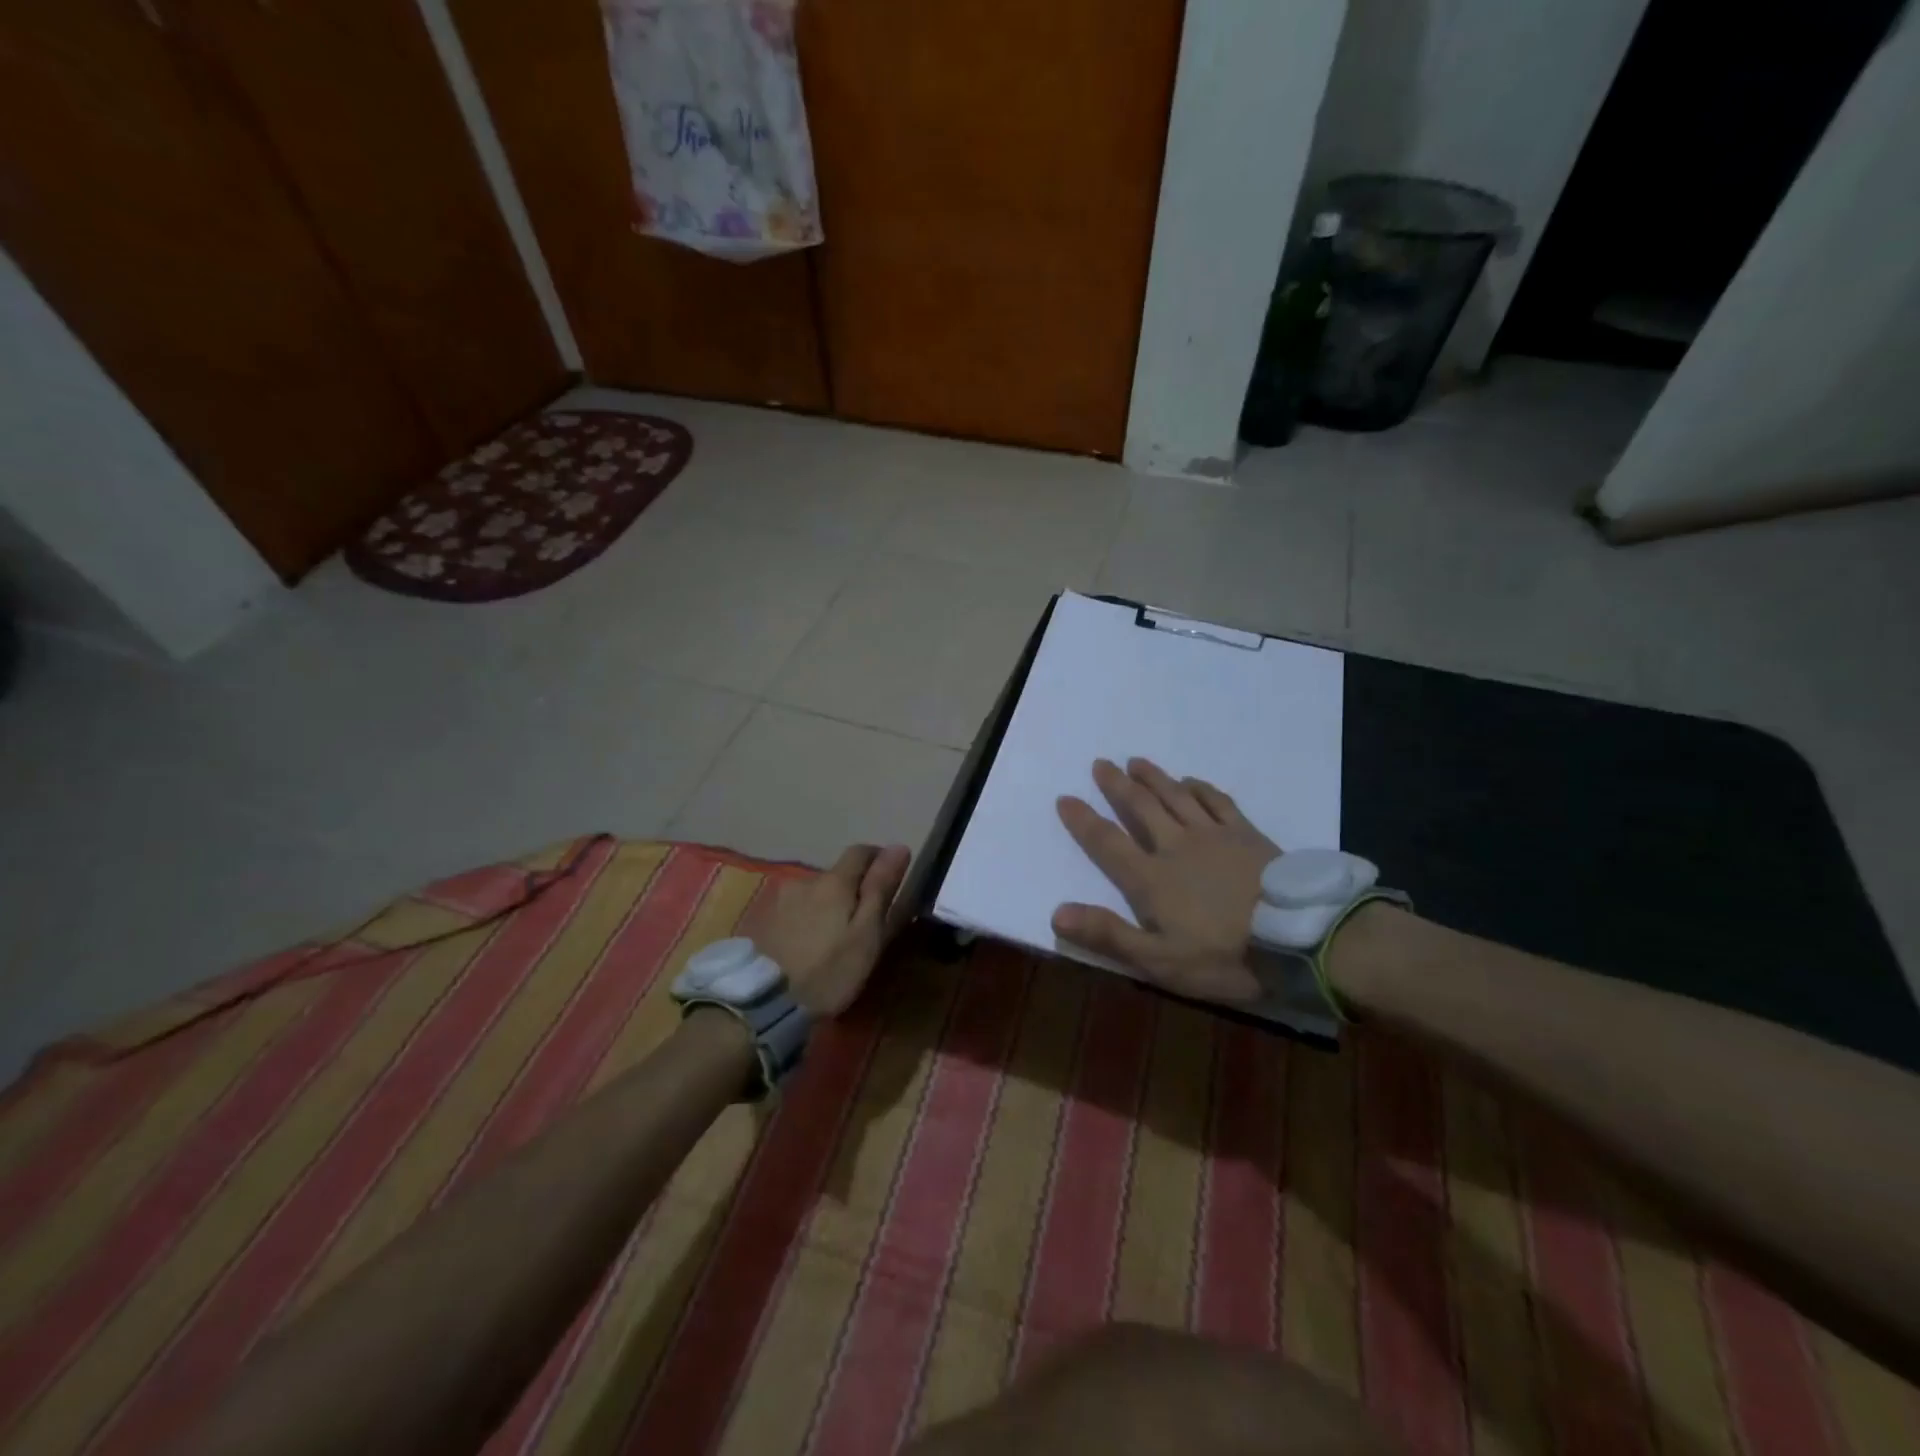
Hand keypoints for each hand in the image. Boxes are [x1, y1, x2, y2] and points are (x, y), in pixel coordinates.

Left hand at [757, 844, 911, 1016]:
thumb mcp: (866, 934)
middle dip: (851, 890)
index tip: (889, 881)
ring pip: (813, 893)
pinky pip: (794, 910)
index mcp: (834, 882)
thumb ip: (880, 889)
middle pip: (836, 875)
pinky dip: (806, 920)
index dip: (879, 860)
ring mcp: (779, 899)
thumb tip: (899, 846)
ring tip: (831, 940)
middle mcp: (804, 880)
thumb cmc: (828, 971)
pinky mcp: (762, 920)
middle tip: (861, 924)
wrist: (763, 1002)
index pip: (861, 851)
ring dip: (826, 906)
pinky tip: (806, 946)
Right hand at [1052, 758, 1276, 1002]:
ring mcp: (1214, 835)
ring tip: (1136, 761)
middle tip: (1101, 764)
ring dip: (1153, 777)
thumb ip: (1108, 936)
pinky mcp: (1246, 834)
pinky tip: (1191, 781)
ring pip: (1175, 796)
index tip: (1065, 797)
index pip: (1107, 843)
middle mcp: (1176, 846)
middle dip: (1117, 786)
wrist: (1299, 939)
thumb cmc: (1224, 957)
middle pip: (1141, 808)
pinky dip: (1200, 788)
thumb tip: (1057, 913)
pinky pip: (1217, 801)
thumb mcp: (1160, 961)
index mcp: (1151, 878)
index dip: (1083, 821)